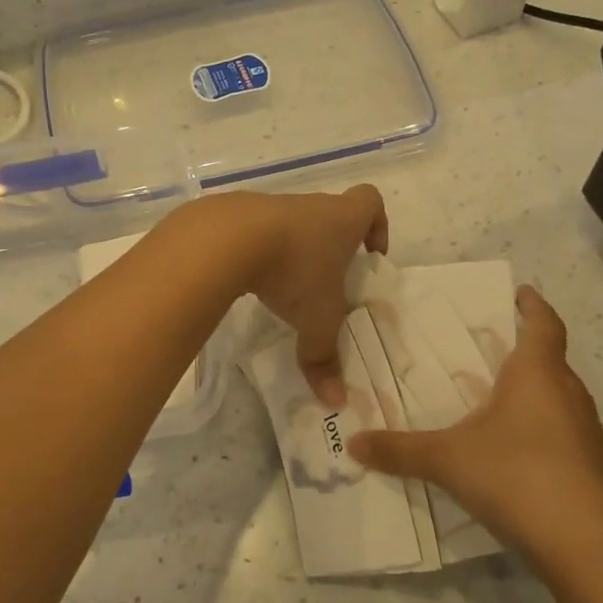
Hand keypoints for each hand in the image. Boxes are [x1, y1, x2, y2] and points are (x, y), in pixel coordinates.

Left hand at [215, 185, 387, 405]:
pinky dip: (259, 252)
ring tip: (286, 287)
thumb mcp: (316, 320)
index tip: (370, 254)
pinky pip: (256, 231)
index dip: (376, 224)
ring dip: (293, 250)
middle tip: (327, 283)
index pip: (370, 201)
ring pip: (291, 224)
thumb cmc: (292, 270)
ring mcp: (271, 206)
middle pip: (329, 215)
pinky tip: (252, 280)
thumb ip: (325, 357)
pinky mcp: (236, 215)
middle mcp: (309, 206)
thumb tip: (335, 401)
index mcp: (341, 219)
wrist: (227, 239)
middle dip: (332, 247)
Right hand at [348, 286, 602, 567]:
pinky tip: (515, 454)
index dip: (534, 306)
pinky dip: (541, 432)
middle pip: (552, 361)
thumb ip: (399, 450)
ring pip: (559, 399)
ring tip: (498, 401)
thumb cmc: (518, 476)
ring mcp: (587, 435)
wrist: (589, 547)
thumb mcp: (448, 460)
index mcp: (538, 374)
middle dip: (526, 352)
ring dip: (535, 394)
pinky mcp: (593, 470)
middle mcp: (569, 395)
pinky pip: (564, 435)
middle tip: (491, 351)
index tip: (522, 293)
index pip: (544, 325)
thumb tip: (353, 444)